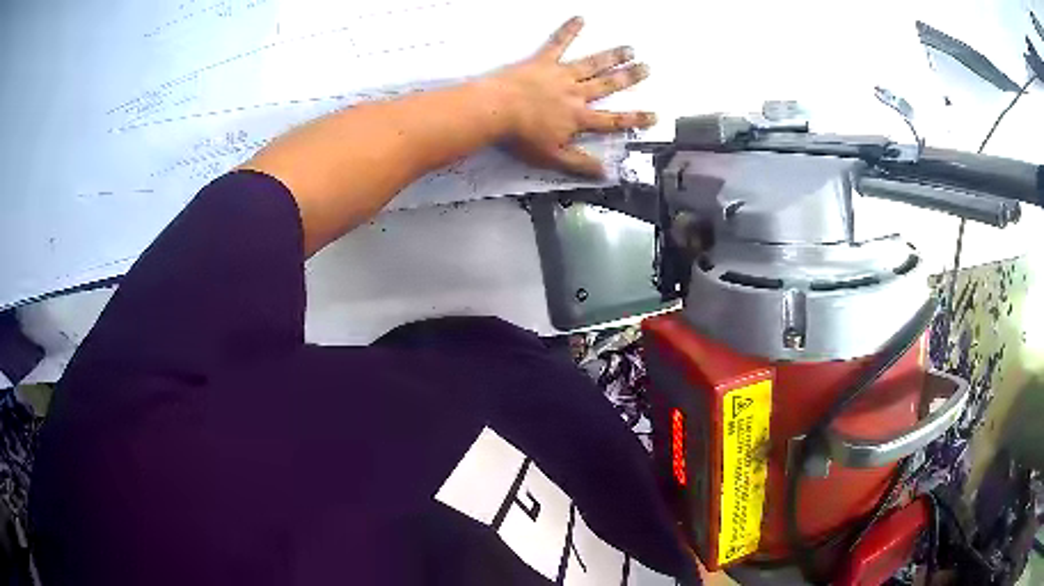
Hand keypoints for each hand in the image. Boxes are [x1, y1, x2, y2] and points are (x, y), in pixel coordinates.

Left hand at [488, 17, 655, 177]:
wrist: (496, 112)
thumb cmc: (521, 136)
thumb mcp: (553, 157)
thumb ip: (580, 164)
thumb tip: (605, 174)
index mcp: (579, 117)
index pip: (613, 120)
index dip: (635, 119)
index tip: (654, 115)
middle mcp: (576, 93)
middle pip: (608, 84)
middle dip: (630, 77)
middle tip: (647, 68)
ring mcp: (560, 74)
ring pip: (592, 64)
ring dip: (612, 56)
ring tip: (629, 48)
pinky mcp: (543, 61)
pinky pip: (558, 43)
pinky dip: (569, 30)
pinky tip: (579, 19)